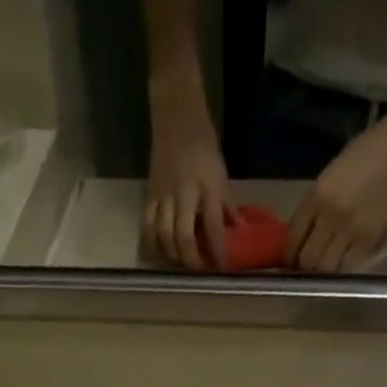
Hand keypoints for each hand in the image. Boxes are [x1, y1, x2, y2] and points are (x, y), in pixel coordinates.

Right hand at [144, 81, 229, 269]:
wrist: (175, 114)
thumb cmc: (202, 141)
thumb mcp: (220, 172)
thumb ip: (226, 205)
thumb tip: (238, 231)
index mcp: (207, 187)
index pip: (214, 227)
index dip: (218, 252)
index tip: (222, 269)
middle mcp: (184, 193)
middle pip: (184, 238)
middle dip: (192, 261)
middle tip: (200, 272)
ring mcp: (163, 195)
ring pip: (164, 237)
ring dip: (173, 257)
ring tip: (182, 264)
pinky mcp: (149, 194)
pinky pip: (147, 226)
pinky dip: (152, 244)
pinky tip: (160, 253)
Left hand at [286, 117, 386, 272]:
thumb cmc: (362, 155)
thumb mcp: (328, 177)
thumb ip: (313, 207)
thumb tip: (300, 237)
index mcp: (316, 196)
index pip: (293, 239)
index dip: (288, 256)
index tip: (289, 262)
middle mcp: (330, 216)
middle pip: (308, 259)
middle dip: (303, 267)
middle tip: (306, 267)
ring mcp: (351, 229)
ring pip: (327, 267)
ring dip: (322, 271)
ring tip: (323, 266)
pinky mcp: (370, 237)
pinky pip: (348, 264)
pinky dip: (341, 267)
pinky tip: (341, 261)